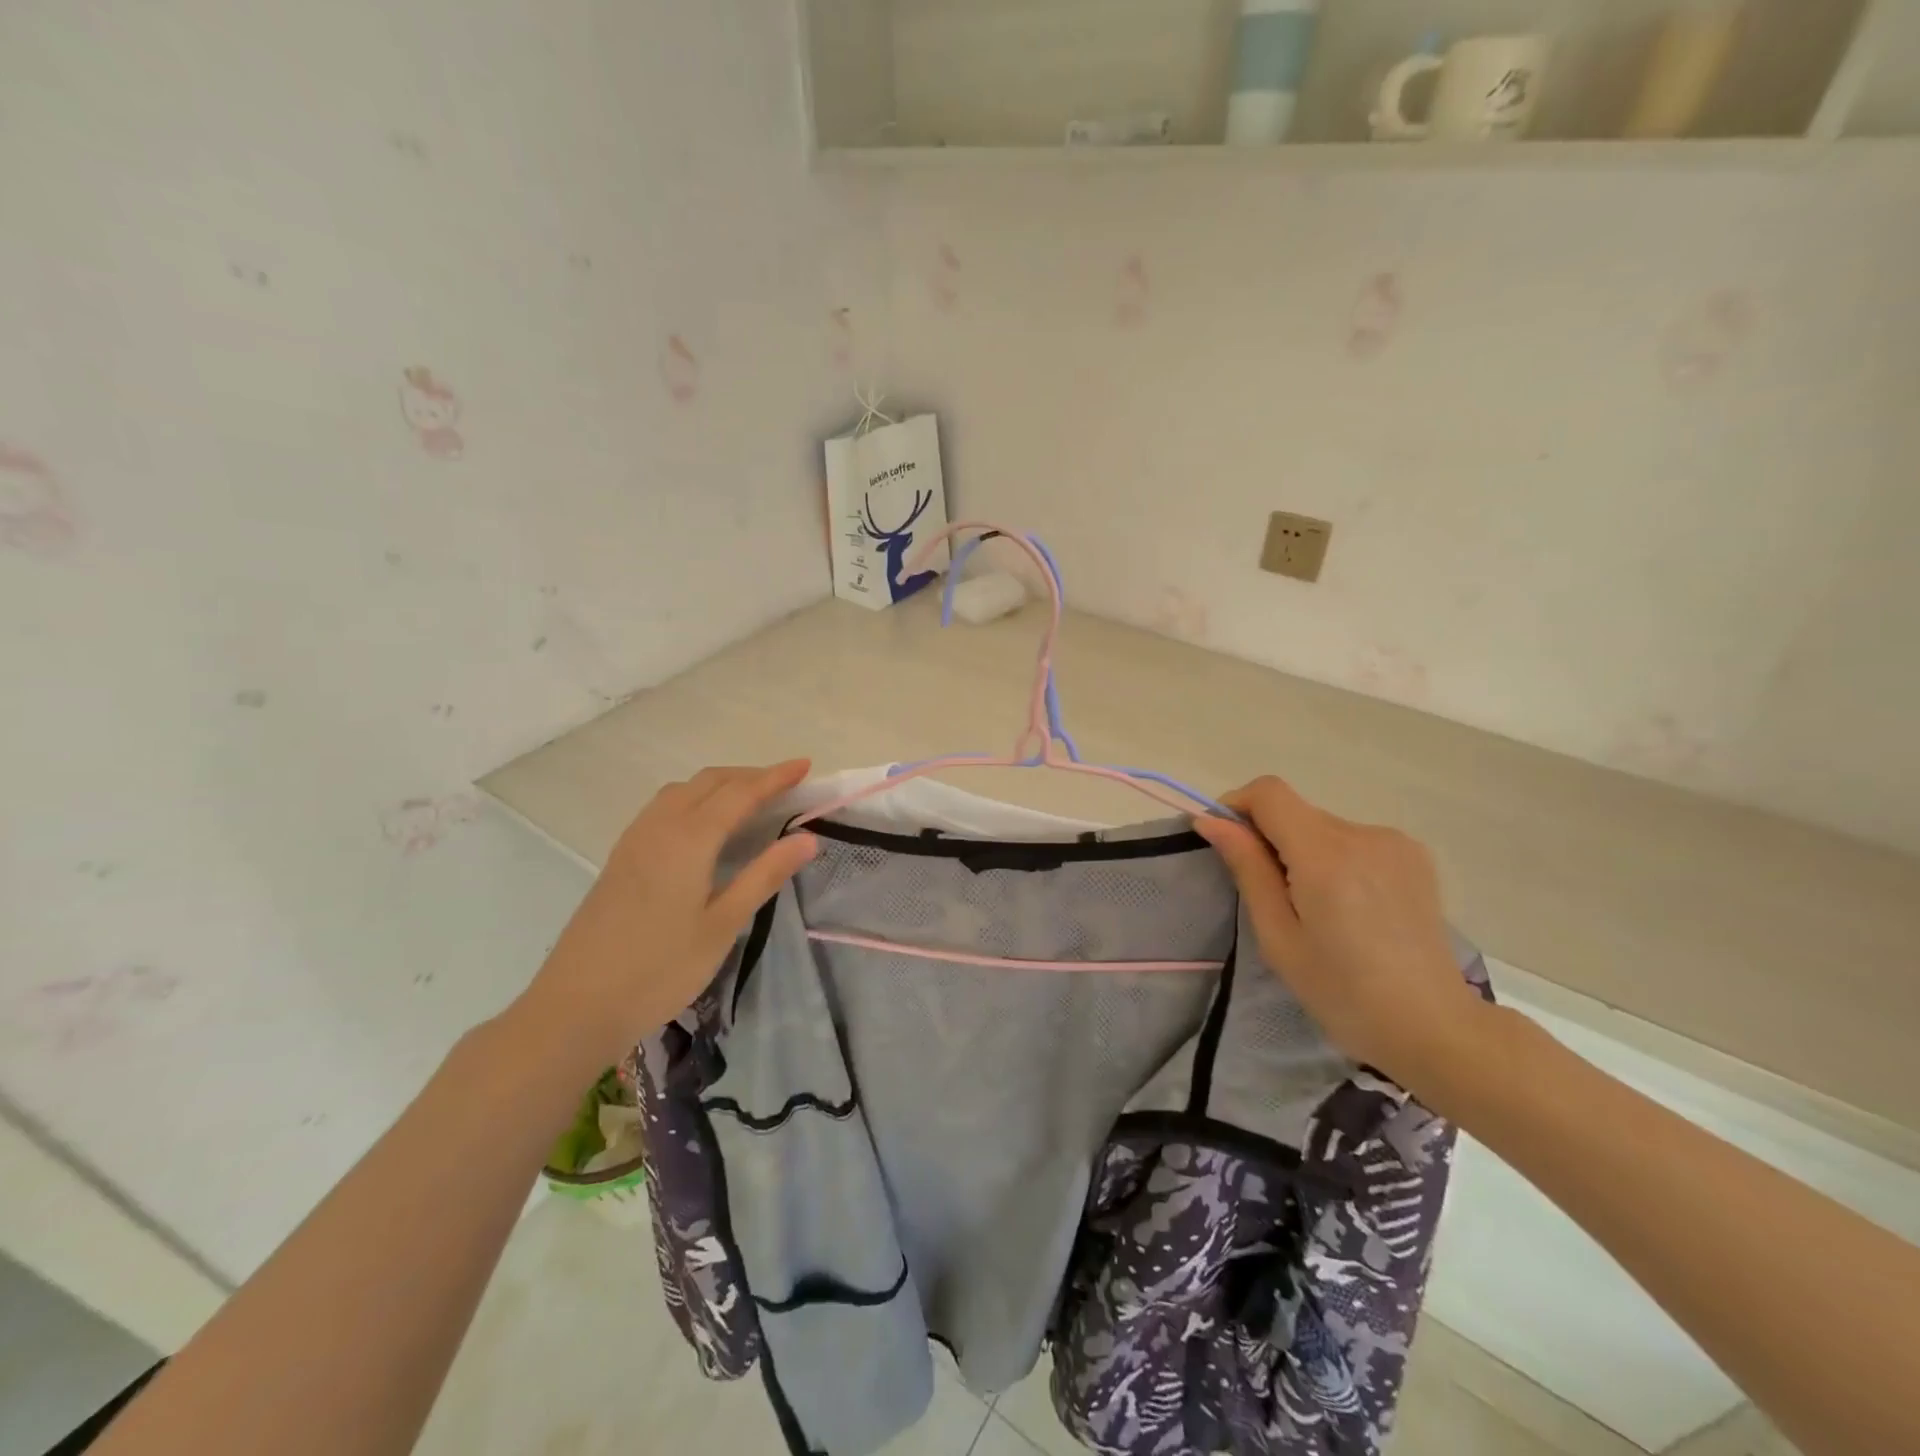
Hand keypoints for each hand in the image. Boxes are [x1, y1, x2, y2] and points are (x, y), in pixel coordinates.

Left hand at [513, 761, 818, 1068]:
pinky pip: (664, 808)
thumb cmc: (659, 969)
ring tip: (750, 801)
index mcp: (689, 839)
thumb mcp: (723, 925)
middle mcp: (660, 827)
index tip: (805, 765)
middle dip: (750, 776)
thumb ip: (764, 875)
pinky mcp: (621, 858)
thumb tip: (807, 838)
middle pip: (709, 782)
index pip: (740, 793)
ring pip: (683, 791)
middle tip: (786, 785)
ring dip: (720, 785)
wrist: (576, 1006)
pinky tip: (704, 827)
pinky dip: (695, 799)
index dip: (775, 777)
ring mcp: (635, 840)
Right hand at [1192, 776, 1484, 1086]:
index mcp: (1325, 855)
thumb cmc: (1341, 991)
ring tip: (1316, 908)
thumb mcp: (1278, 935)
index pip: (1269, 793)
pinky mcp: (1414, 855)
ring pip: (1323, 826)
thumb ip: (1247, 868)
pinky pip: (1353, 840)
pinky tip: (1349, 906)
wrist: (1433, 1026)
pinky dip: (1335, 859)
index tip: (1226, 842)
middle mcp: (1363, 834)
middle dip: (1270, 839)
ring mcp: (1395, 842)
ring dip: (1304, 851)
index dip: (1238, 806)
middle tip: (1270, 896)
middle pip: (1296, 811)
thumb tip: (1212, 821)